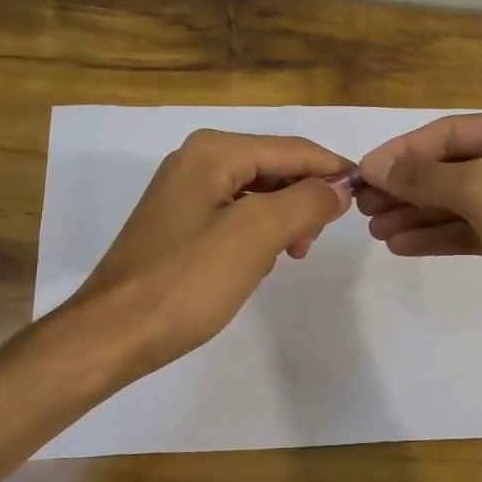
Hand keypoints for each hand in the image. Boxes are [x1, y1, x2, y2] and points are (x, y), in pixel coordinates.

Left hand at [61, 129, 352, 383]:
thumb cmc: (187, 281)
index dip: (333, 169)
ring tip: (292, 255)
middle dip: (305, 198)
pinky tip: (261, 261)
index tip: (367, 196)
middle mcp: (197, 159)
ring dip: (284, 218)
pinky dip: (259, 232)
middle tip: (316, 240)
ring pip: (257, 192)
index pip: (292, 149)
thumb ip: (306, 202)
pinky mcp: (179, 222)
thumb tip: (337, 188)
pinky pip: (236, 214)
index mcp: (214, 151)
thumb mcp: (256, 235)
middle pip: (274, 167)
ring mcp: (184, 191)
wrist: (114, 332)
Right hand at [353, 109, 481, 357]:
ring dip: (418, 213)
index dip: (405, 151)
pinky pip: (474, 230)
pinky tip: (403, 244)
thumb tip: (377, 167)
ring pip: (462, 201)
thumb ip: (429, 176)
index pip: (453, 131)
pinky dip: (440, 236)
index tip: (362, 172)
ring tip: (374, 228)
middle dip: (409, 185)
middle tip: (362, 205)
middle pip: (456, 166)